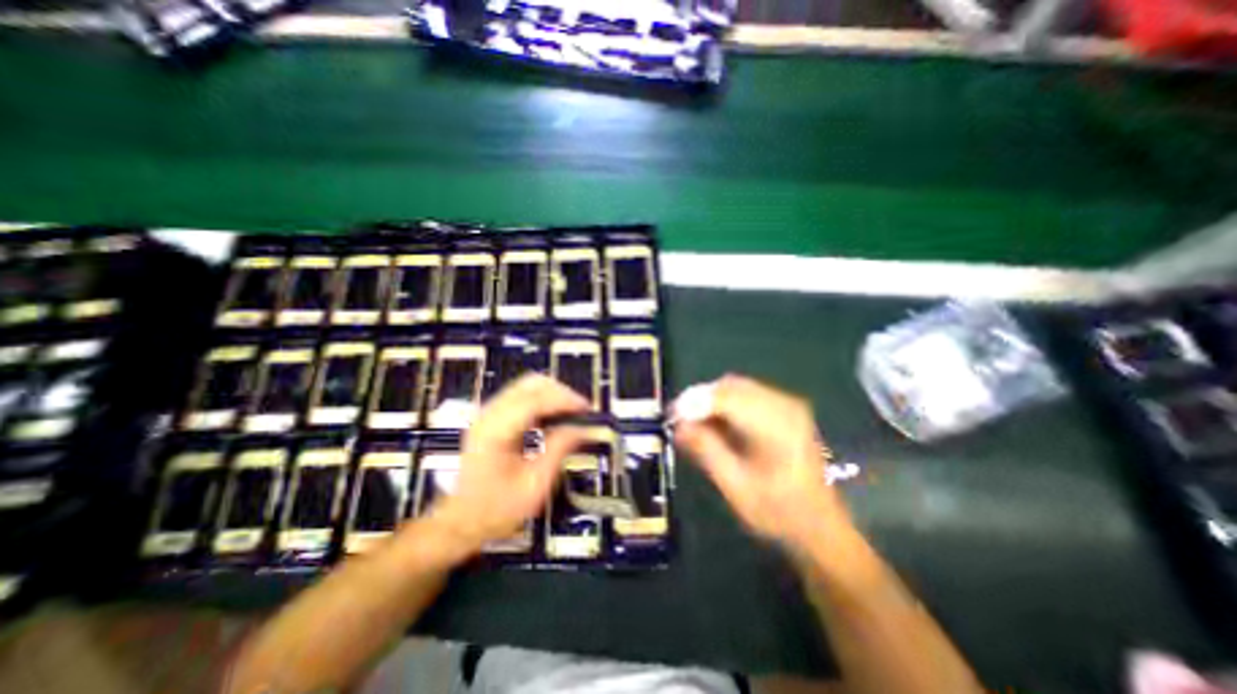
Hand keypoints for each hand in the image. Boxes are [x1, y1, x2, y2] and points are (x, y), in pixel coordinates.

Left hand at [427, 375, 589, 558]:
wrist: (462, 521)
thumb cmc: (498, 509)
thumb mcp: (535, 485)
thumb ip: (559, 450)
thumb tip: (584, 428)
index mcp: (496, 431)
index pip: (534, 400)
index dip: (564, 399)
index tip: (588, 408)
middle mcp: (489, 414)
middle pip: (530, 384)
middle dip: (561, 392)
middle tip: (582, 410)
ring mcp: (489, 412)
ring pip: (527, 385)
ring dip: (553, 394)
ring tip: (573, 412)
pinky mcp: (492, 416)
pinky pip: (523, 396)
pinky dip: (543, 399)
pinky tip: (555, 415)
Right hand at [672, 375, 846, 546]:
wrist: (821, 527)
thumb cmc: (778, 513)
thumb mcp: (735, 487)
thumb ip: (706, 451)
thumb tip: (678, 425)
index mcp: (776, 426)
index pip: (727, 397)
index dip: (695, 401)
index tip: (671, 416)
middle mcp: (784, 406)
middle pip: (731, 386)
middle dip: (701, 399)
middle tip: (679, 420)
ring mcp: (787, 405)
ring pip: (737, 387)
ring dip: (712, 401)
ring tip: (694, 424)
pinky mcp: (785, 410)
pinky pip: (747, 395)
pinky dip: (725, 404)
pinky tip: (715, 424)